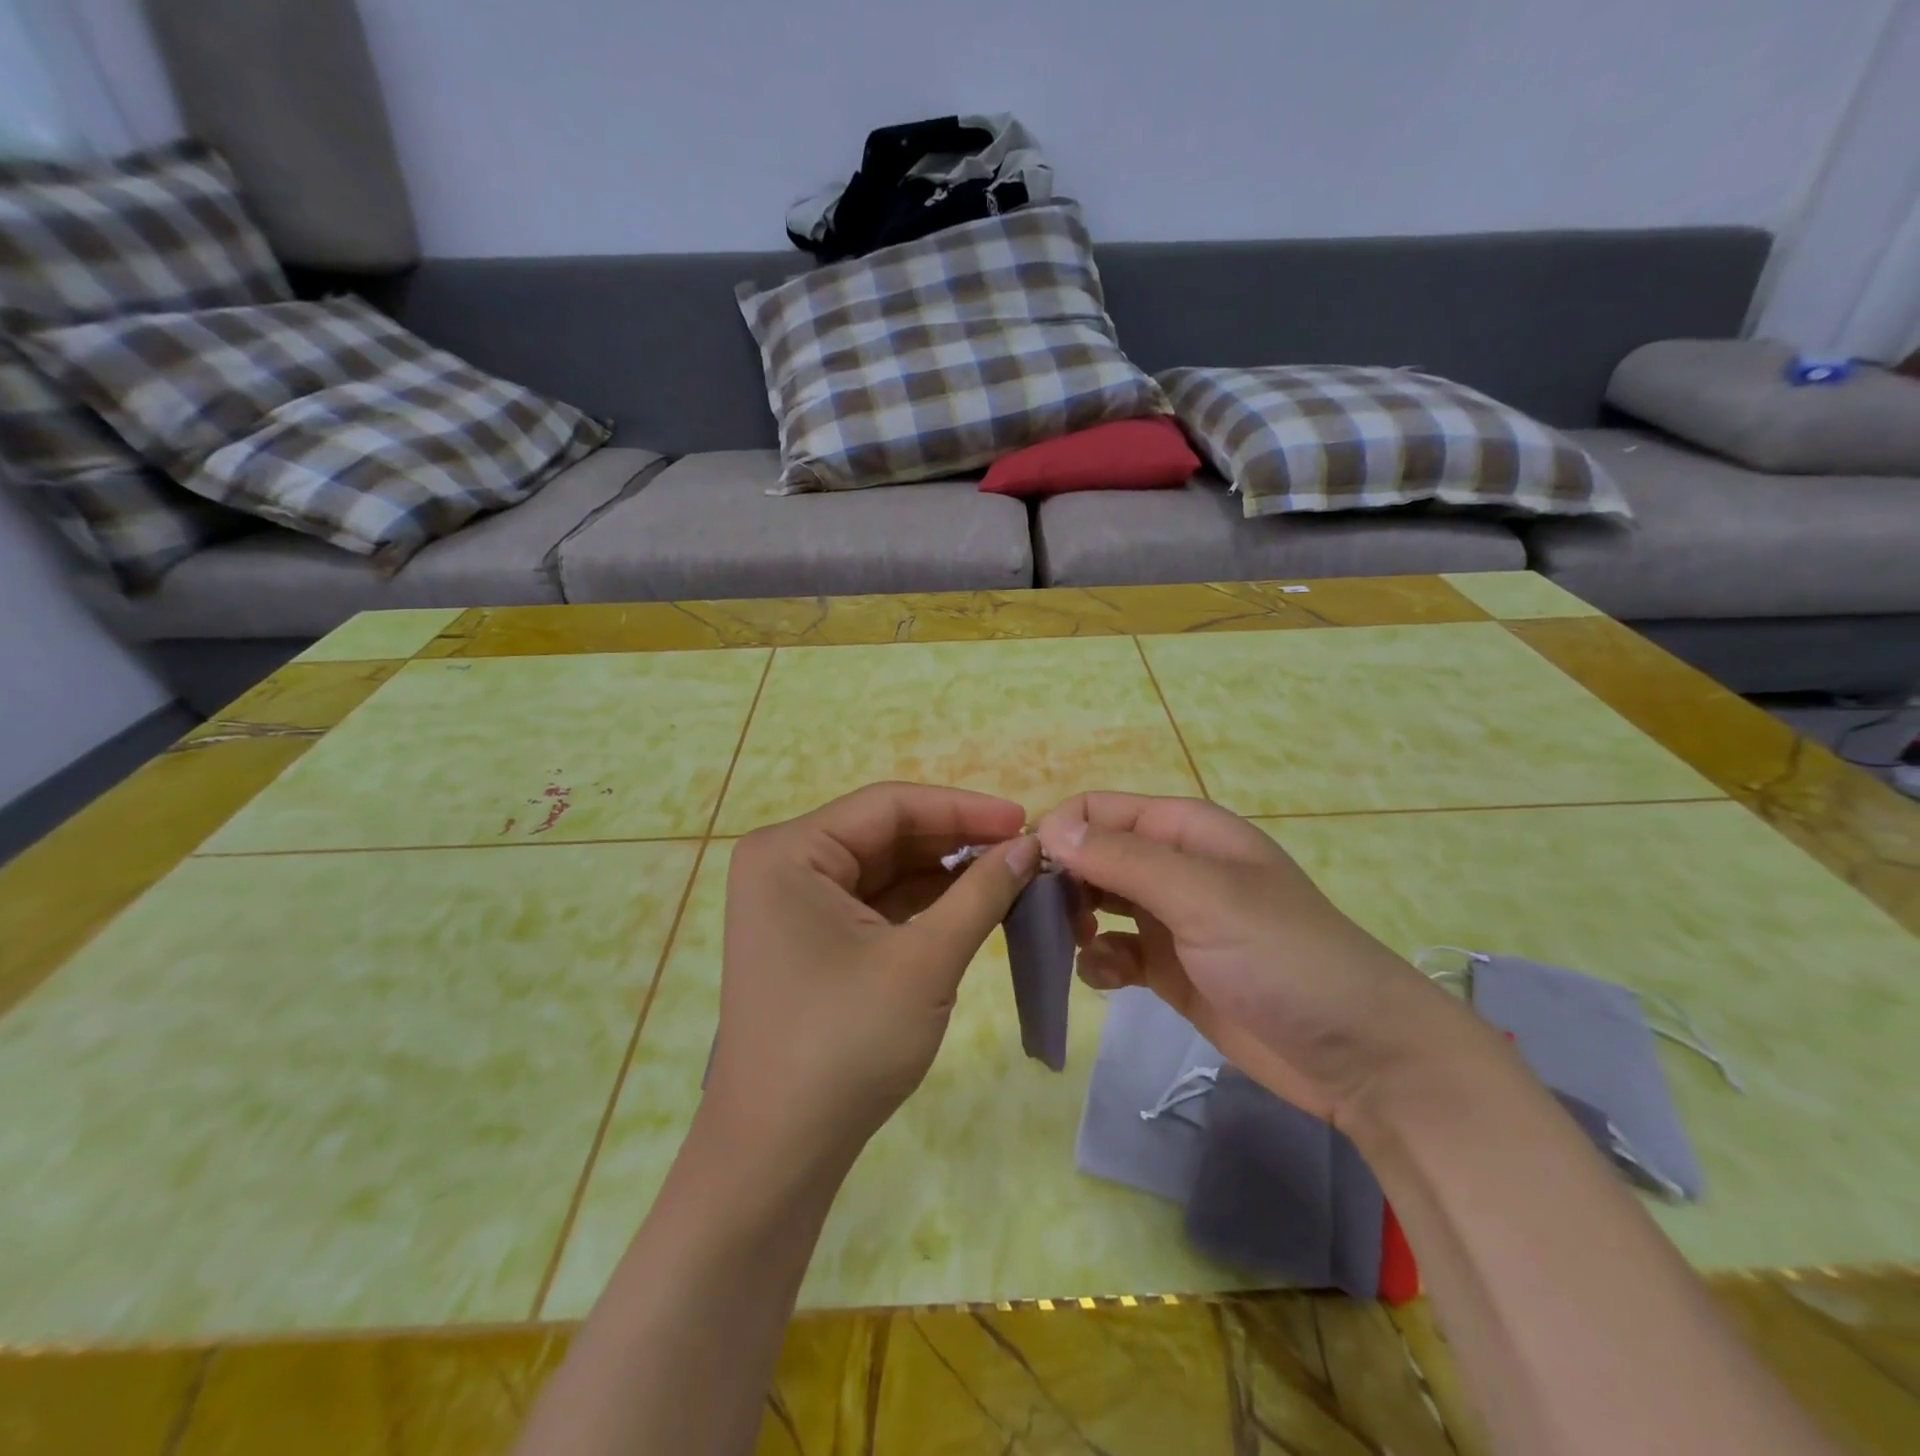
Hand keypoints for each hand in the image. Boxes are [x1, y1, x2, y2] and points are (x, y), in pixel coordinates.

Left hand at [706, 782, 1039, 1174]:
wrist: (779, 1153)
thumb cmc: (844, 1045)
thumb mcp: (924, 961)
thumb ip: (981, 893)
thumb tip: (1031, 844)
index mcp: (791, 851)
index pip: (888, 806)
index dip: (962, 808)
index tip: (1024, 819)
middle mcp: (786, 865)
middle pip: (886, 834)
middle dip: (956, 842)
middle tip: (1025, 851)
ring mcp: (795, 904)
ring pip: (885, 869)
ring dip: (945, 873)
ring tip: (1011, 876)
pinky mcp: (812, 939)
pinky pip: (876, 903)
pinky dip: (924, 904)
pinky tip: (974, 904)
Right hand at [1036, 793, 1483, 1126]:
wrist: (1360, 1057)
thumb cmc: (1284, 958)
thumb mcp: (1204, 897)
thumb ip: (1123, 860)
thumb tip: (1048, 828)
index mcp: (1183, 831)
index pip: (1097, 811)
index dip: (1060, 834)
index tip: (1029, 877)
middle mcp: (1172, 866)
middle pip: (1091, 856)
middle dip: (1062, 882)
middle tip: (1041, 921)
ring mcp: (1170, 918)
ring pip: (1096, 902)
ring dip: (1075, 921)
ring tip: (1078, 947)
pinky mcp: (1168, 968)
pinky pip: (1112, 951)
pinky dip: (1100, 961)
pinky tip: (1110, 980)